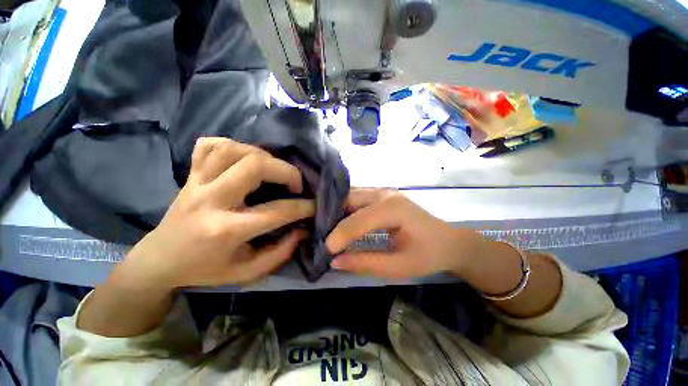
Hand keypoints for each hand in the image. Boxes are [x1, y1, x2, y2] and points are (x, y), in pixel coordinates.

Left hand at [118, 137, 314, 289]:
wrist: (159, 261)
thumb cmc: (205, 270)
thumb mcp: (246, 273)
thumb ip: (279, 253)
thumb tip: (302, 230)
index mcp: (225, 230)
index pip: (276, 212)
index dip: (303, 207)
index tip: (314, 205)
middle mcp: (210, 200)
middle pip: (254, 166)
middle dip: (286, 171)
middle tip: (296, 183)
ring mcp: (196, 183)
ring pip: (232, 149)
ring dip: (262, 154)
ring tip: (274, 168)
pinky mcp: (190, 174)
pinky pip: (209, 145)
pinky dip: (232, 145)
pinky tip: (244, 156)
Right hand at [325, 189, 482, 277]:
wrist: (449, 242)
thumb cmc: (429, 255)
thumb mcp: (399, 266)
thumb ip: (366, 262)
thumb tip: (335, 261)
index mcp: (393, 208)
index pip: (358, 220)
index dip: (339, 235)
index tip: (325, 251)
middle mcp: (385, 194)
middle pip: (350, 200)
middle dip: (332, 216)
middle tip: (321, 234)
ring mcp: (384, 191)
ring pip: (351, 195)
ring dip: (337, 210)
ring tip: (327, 227)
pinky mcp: (382, 195)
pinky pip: (357, 198)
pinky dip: (346, 208)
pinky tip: (339, 220)